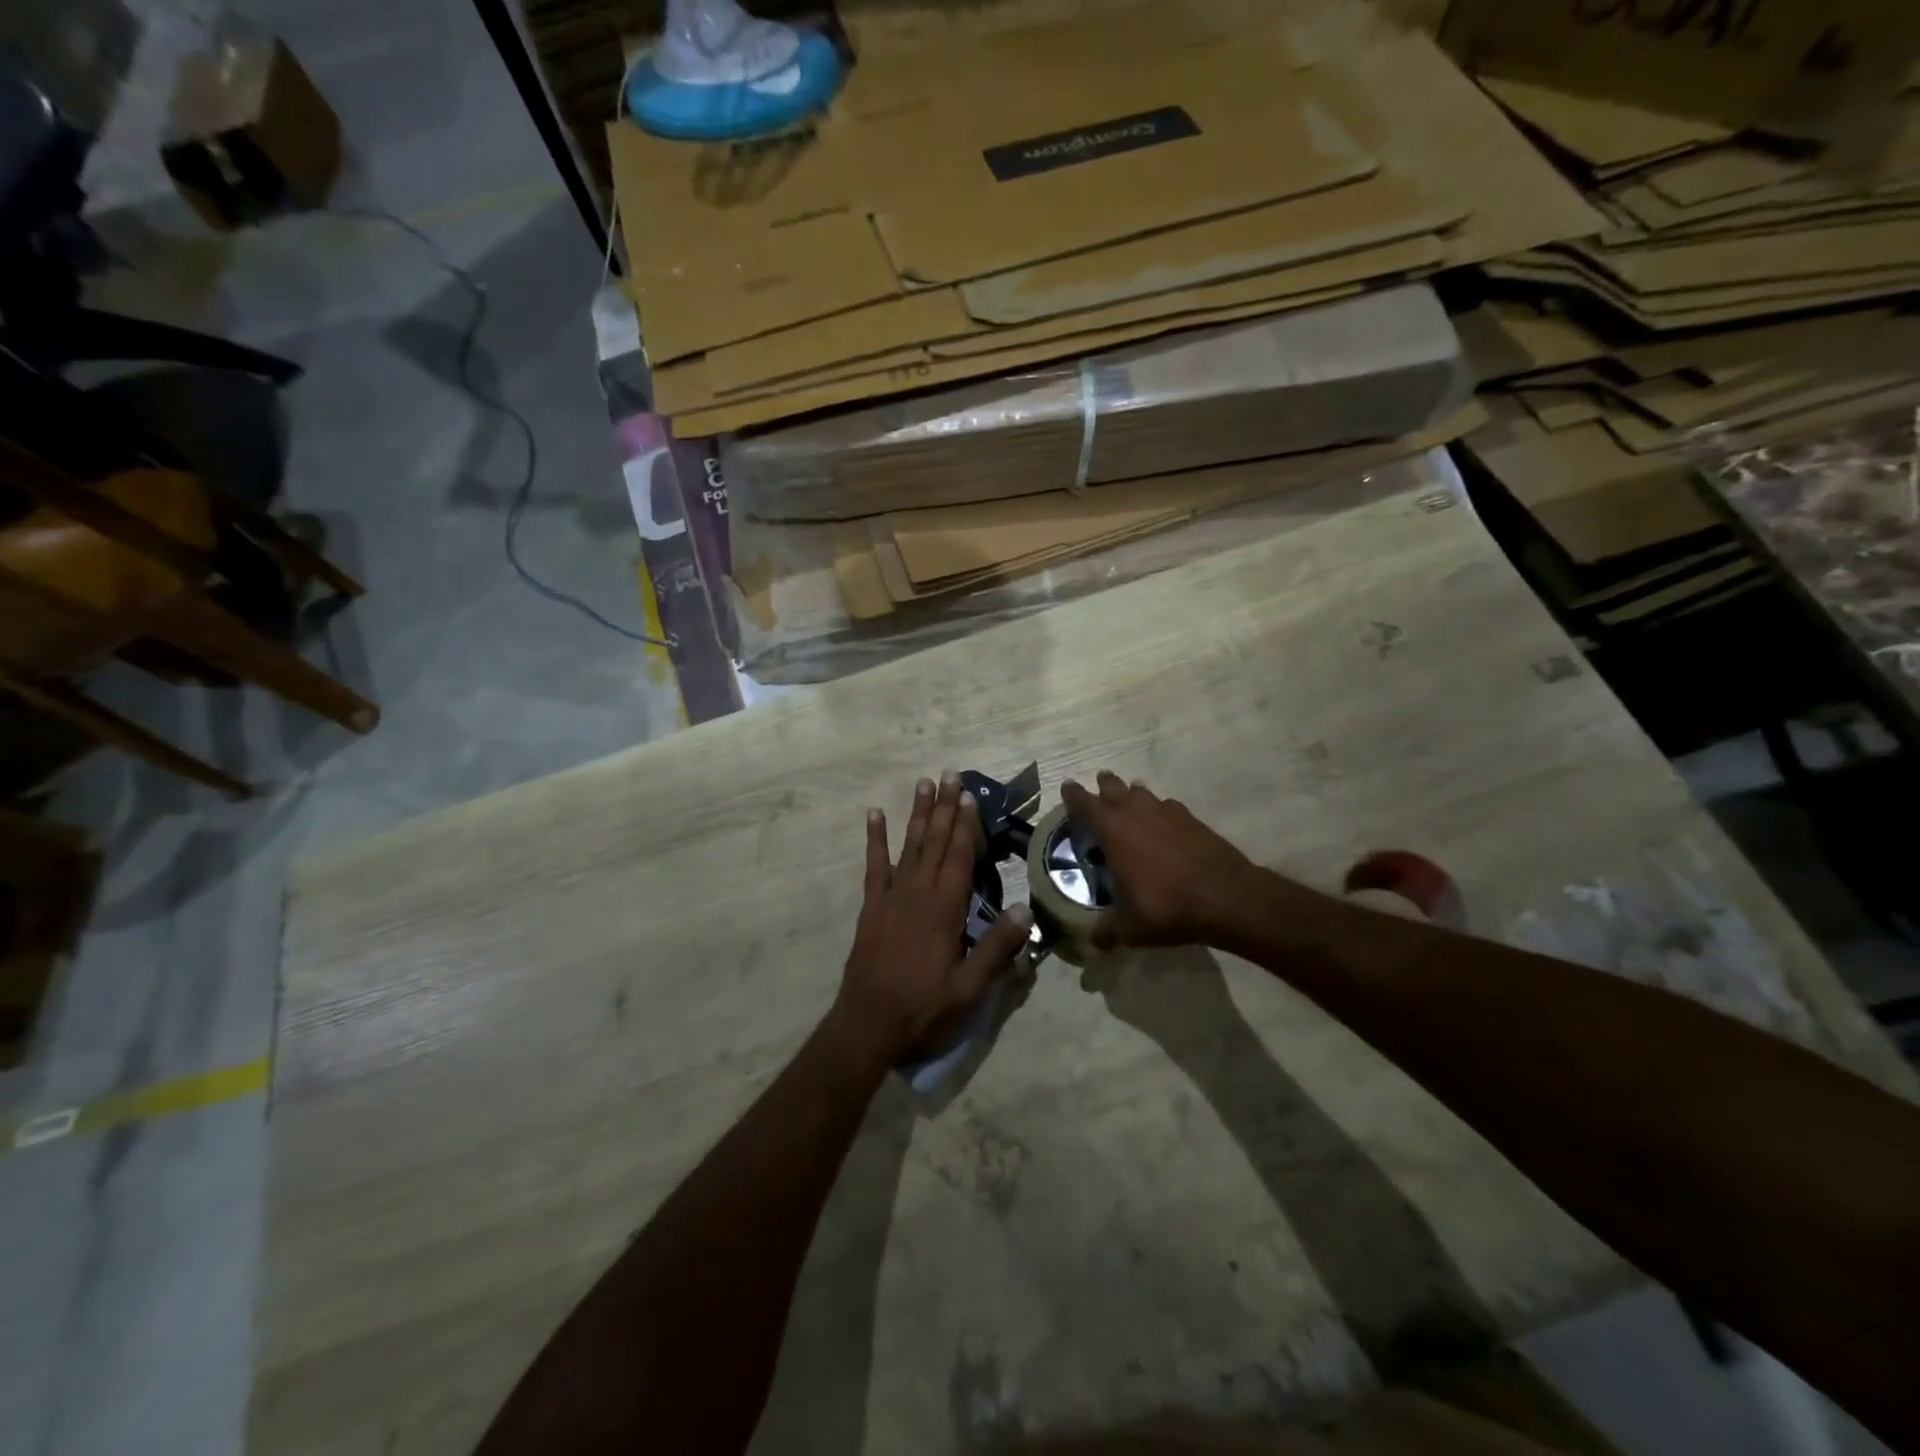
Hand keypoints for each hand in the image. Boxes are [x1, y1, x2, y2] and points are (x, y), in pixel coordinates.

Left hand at [830, 774, 1031, 1064]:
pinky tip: (875, 815)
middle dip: (944, 808)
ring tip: (923, 783)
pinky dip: (875, 839)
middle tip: (949, 774)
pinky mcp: (872, 907)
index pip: (958, 857)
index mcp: (944, 910)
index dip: (965, 825)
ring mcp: (891, 897)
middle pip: (934, 842)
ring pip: (908, 846)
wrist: (867, 1024)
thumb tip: (1026, 909)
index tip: (969, 795)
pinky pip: (874, 866)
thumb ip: (997, 948)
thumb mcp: (969, 988)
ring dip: (917, 814)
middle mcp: (917, 893)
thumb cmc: (923, 1008)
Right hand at [1060, 772, 1271, 949]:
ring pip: (1142, 792)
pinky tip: (1163, 824)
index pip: (1085, 803)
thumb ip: (1107, 932)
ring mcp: (1167, 812)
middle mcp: (1136, 812)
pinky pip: (1168, 806)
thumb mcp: (1129, 927)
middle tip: (1098, 788)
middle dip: (1103, 786)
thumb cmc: (1166, 906)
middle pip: (1114, 787)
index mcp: (1113, 830)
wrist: (1227, 897)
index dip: (1073, 795)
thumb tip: (1093, 943)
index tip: (1066, 787)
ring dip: (1132, 794)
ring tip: (1129, 802)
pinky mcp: (1192, 819)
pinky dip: (1160, 810)